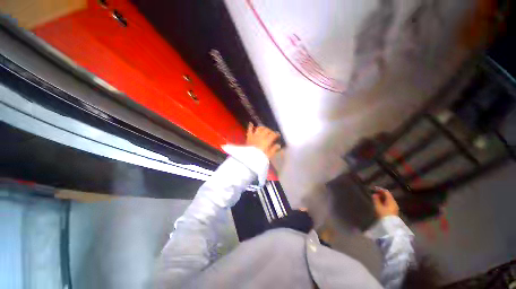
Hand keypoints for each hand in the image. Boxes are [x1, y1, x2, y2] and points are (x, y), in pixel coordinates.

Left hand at [246, 123, 280, 158]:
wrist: (249, 158)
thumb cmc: (260, 157)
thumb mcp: (269, 155)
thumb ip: (274, 149)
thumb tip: (278, 145)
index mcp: (267, 140)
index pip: (273, 135)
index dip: (276, 134)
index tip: (278, 135)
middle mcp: (261, 136)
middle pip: (267, 130)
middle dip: (270, 131)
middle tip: (272, 133)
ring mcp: (254, 136)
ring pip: (259, 128)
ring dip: (263, 128)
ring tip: (264, 129)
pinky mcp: (249, 137)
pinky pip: (249, 130)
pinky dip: (250, 126)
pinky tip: (251, 123)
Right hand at [372, 187, 398, 217]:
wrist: (390, 225)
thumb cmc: (383, 214)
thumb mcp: (378, 206)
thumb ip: (376, 200)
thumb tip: (374, 194)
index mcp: (391, 201)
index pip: (386, 192)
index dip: (380, 189)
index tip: (374, 188)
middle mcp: (394, 203)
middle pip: (388, 196)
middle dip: (381, 193)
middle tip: (374, 192)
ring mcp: (395, 207)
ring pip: (389, 200)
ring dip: (383, 197)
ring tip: (376, 197)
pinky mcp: (394, 211)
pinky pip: (389, 203)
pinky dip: (384, 201)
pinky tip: (380, 203)